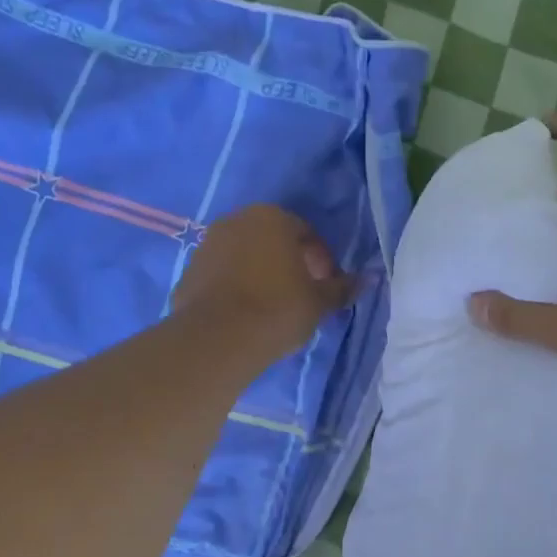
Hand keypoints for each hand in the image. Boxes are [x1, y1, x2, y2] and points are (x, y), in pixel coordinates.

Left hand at [173, 204, 354, 357]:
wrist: (217, 338)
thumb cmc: (278, 310)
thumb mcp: (319, 302)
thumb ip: (342, 288)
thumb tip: (368, 279)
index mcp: (272, 217)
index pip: (307, 234)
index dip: (322, 261)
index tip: (326, 287)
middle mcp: (236, 221)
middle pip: (273, 240)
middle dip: (290, 264)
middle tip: (302, 295)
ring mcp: (207, 244)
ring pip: (245, 256)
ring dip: (261, 274)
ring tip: (272, 307)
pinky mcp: (188, 271)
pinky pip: (222, 275)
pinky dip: (236, 287)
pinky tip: (245, 314)